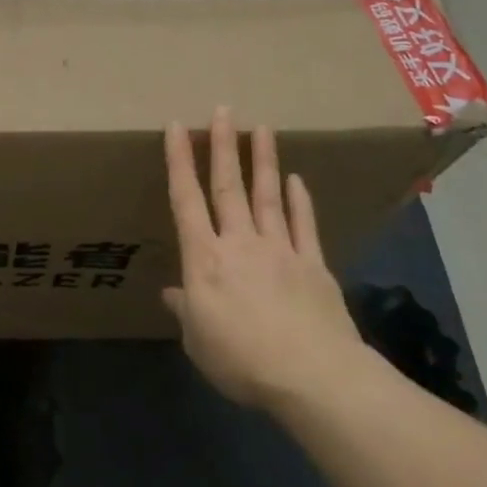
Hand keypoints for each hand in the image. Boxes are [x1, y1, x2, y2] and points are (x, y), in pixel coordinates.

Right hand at [163, 106, 371, 407]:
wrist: (312, 377)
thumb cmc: (241, 360)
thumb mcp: (197, 341)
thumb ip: (185, 311)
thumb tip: (172, 294)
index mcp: (204, 260)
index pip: (186, 201)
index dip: (179, 162)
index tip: (177, 127)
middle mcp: (240, 243)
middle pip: (228, 187)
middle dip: (223, 146)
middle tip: (224, 110)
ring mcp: (281, 250)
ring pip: (267, 196)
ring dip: (262, 161)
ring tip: (262, 128)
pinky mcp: (313, 265)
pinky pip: (303, 225)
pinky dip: (298, 201)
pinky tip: (295, 180)